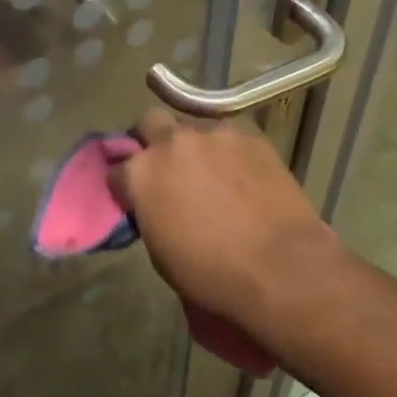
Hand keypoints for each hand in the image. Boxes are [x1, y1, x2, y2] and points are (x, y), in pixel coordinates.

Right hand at [108, 108, 341, 333]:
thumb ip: (150, 213)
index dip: (125, 185)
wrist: (281, 267)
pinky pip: (230, 137)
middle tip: (167, 167)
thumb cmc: (212, 274)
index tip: (135, 199)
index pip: (116, 169)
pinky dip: (229, 153)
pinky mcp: (250, 135)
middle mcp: (173, 142)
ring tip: (213, 173)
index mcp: (141, 173)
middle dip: (152, 140)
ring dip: (195, 146)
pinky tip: (244, 176)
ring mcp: (214, 134)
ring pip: (194, 127)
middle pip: (150, 122)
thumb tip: (156, 205)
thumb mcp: (161, 253)